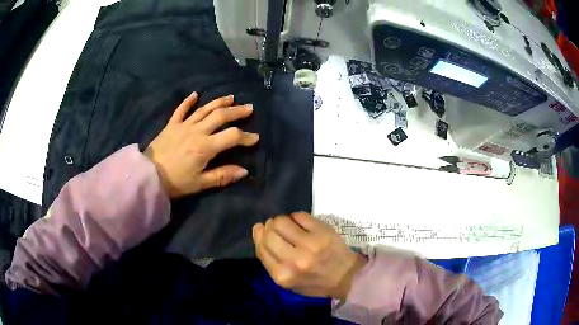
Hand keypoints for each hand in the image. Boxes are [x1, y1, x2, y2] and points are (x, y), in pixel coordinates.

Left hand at [145, 92, 258, 197]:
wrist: (147, 176)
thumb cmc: (174, 183)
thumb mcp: (200, 184)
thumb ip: (222, 176)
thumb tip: (244, 171)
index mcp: (205, 147)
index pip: (232, 137)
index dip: (246, 137)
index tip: (255, 138)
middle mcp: (196, 131)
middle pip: (220, 116)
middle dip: (237, 111)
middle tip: (249, 107)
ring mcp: (183, 126)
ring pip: (204, 109)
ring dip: (219, 102)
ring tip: (231, 97)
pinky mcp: (171, 125)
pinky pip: (181, 110)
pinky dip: (188, 101)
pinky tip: (195, 94)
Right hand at [252, 213, 366, 300]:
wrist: (345, 277)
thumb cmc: (314, 282)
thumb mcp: (288, 282)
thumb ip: (270, 261)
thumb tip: (258, 232)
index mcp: (282, 275)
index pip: (261, 248)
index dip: (259, 236)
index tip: (263, 231)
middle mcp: (294, 260)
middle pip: (269, 234)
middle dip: (269, 227)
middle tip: (276, 228)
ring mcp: (309, 245)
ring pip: (281, 221)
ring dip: (281, 220)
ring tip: (288, 225)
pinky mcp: (322, 232)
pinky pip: (299, 215)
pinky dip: (296, 217)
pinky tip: (301, 223)